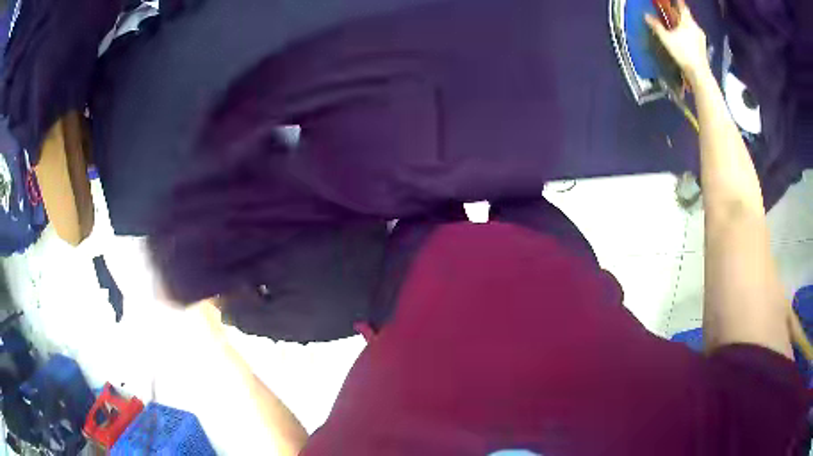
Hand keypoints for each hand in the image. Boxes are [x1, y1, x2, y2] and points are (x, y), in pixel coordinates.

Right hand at [645, 0, 709, 84]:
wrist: (699, 73)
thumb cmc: (683, 53)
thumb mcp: (666, 39)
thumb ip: (656, 26)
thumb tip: (646, 16)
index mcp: (688, 21)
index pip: (682, 6)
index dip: (677, 2)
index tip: (673, 1)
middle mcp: (696, 27)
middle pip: (686, 16)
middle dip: (678, 14)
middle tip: (670, 13)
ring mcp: (701, 38)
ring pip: (690, 26)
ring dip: (683, 24)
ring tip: (676, 26)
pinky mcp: (703, 47)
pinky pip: (694, 35)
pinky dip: (688, 33)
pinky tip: (683, 38)